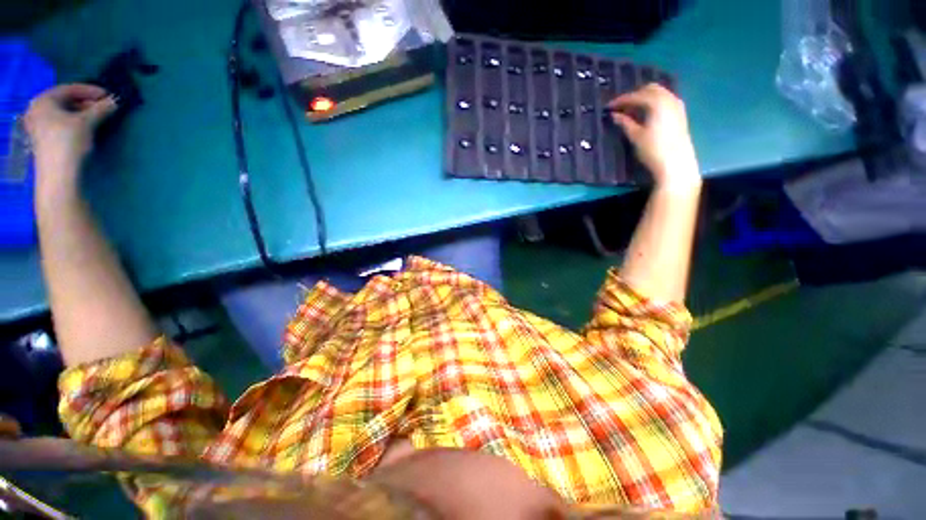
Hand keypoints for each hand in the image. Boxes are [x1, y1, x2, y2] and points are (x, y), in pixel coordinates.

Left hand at [24, 84, 116, 184]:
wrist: (58, 174)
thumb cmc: (68, 142)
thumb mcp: (87, 122)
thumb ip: (102, 109)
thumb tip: (116, 100)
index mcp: (44, 100)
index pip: (71, 89)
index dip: (91, 91)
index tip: (108, 95)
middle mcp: (38, 109)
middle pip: (66, 101)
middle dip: (87, 103)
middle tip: (105, 107)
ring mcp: (39, 125)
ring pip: (65, 112)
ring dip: (83, 113)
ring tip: (98, 117)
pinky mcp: (45, 138)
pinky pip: (61, 123)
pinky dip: (75, 122)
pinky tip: (86, 127)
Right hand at [609, 83, 700, 189]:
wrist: (676, 163)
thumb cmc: (653, 150)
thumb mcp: (635, 136)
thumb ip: (625, 123)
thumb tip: (614, 115)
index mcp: (657, 102)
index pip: (636, 96)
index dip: (621, 100)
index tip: (609, 107)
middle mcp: (669, 98)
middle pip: (650, 89)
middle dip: (634, 95)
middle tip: (620, 107)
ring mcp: (677, 105)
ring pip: (659, 93)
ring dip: (644, 98)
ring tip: (631, 110)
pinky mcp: (680, 113)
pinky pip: (665, 100)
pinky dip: (653, 102)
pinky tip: (646, 113)